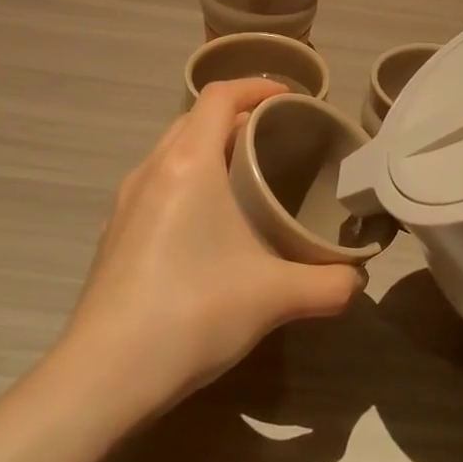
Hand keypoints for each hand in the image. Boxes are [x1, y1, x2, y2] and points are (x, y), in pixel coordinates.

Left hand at [58, 79, 366, 414]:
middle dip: (238, 115)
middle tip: (278, 137)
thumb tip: (359, 278)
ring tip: (248, 174)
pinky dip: (189, 176)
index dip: (257, 85)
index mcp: (188, 164)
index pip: (220, 96)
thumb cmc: (192, 314)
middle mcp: (153, 169)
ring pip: (173, 149)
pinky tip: (210, 221)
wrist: (103, 376)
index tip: (292, 99)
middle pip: (195, 117)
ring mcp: (127, 200)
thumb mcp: (275, 297)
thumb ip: (329, 283)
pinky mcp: (116, 231)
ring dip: (210, 146)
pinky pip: (159, 180)